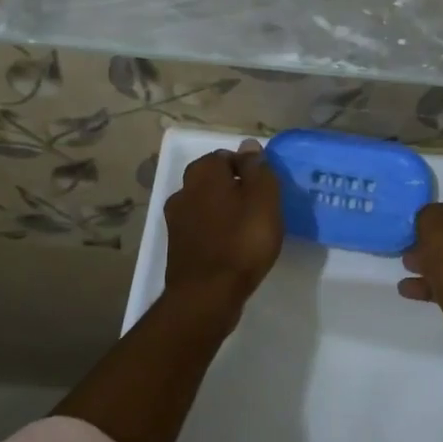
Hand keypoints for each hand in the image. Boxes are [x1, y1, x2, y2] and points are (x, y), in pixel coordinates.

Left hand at [161, 140, 284, 321]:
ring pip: (206, 205)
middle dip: (234, 189)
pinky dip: (214, 233)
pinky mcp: (176, 245)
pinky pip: (200, 229)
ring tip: (247, 230)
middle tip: (259, 209)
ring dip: (223, 212)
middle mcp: (183, 189)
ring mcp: (175, 219)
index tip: (266, 190)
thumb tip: (249, 146)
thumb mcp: (263, 198)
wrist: (207, 294)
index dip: (249, 170)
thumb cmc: (242, 240)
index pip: (228, 156)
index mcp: (204, 172)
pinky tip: (231, 248)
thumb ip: (258, 169)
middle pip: (214, 180)